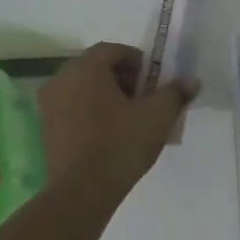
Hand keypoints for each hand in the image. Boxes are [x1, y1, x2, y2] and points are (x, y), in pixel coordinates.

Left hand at [38, 43, 195, 196]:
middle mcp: (61, 80)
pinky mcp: (48, 128)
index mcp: (85, 69)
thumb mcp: (158, 116)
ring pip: (83, 88)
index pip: (112, 49)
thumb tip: (191, 82)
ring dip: (107, 95)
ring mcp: (50, 105)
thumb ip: (175, 93)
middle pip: (95, 67)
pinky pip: (74, 108)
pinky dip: (92, 111)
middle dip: (122, 77)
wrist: (83, 189)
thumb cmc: (122, 143)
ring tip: (130, 116)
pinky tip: (111, 132)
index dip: (137, 59)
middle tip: (145, 97)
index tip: (154, 78)